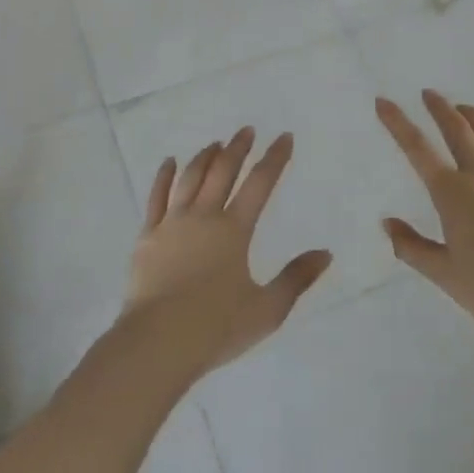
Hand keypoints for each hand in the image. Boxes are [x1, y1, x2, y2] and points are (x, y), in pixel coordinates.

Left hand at [124, 128, 331, 376]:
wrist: (157, 342)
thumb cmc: (216, 327)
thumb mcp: (267, 309)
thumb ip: (296, 279)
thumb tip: (325, 254)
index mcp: (234, 230)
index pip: (260, 183)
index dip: (275, 158)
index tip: (284, 137)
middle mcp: (204, 216)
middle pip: (223, 171)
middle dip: (238, 148)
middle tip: (247, 131)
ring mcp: (172, 223)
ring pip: (190, 178)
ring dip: (205, 156)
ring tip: (215, 143)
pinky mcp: (147, 236)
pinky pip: (157, 197)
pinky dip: (164, 176)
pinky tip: (169, 162)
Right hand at [376, 91, 473, 345]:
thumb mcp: (443, 274)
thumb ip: (411, 247)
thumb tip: (387, 222)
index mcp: (452, 195)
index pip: (417, 150)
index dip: (397, 123)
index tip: (383, 101)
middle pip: (458, 130)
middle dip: (440, 109)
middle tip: (429, 94)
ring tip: (465, 109)